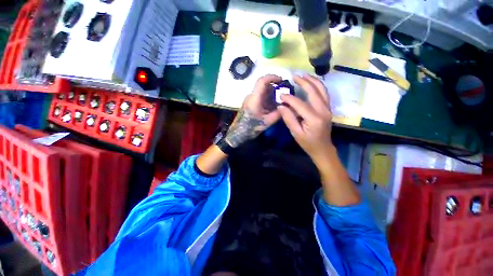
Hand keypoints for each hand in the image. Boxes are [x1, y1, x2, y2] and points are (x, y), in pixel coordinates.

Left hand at [224, 74, 281, 147]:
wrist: (239, 132)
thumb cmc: (251, 127)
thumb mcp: (267, 122)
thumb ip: (278, 113)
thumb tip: (289, 107)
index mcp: (254, 99)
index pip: (262, 81)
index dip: (272, 77)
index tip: (282, 80)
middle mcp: (251, 96)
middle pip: (263, 85)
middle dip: (275, 87)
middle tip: (284, 93)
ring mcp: (250, 99)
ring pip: (262, 91)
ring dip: (272, 93)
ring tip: (280, 100)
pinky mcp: (250, 103)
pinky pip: (260, 97)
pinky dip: (268, 98)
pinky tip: (273, 106)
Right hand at [277, 75, 332, 161]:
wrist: (323, 148)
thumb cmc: (308, 143)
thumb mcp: (296, 133)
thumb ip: (288, 118)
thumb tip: (281, 106)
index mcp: (314, 118)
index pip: (300, 104)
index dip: (289, 98)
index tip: (281, 95)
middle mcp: (323, 110)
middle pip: (314, 91)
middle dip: (303, 82)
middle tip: (294, 76)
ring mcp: (327, 108)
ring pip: (322, 89)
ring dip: (313, 80)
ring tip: (303, 75)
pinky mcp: (328, 108)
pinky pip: (324, 93)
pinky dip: (318, 85)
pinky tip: (312, 82)